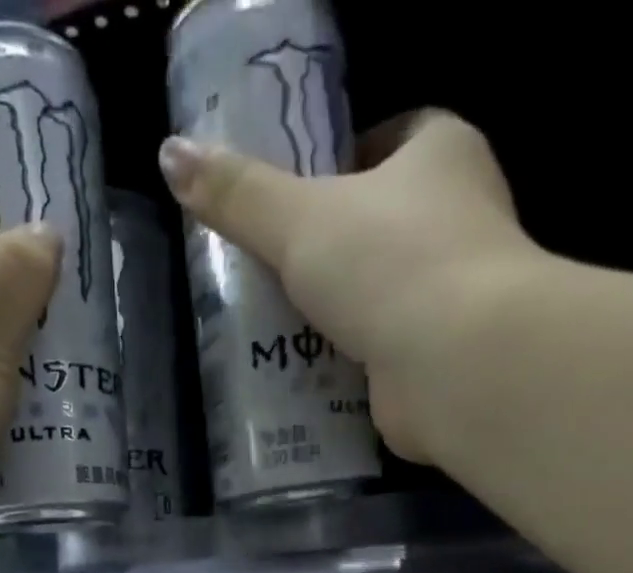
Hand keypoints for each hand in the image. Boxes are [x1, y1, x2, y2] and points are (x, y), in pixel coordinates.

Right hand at [160, 112, 533, 467]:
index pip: (392, 138)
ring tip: (275, 328)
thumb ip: (238, 194)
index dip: (343, 161)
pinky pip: (383, 351)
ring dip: (336, 313)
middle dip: (330, 249)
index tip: (296, 196)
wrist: (455, 365)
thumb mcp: (298, 219)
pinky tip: (306, 375)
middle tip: (271, 270)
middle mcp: (461, 219)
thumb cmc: (388, 263)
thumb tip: (170, 155)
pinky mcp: (440, 359)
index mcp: (443, 154)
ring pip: (382, 294)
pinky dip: (349, 362)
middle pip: (383, 223)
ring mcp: (455, 295)